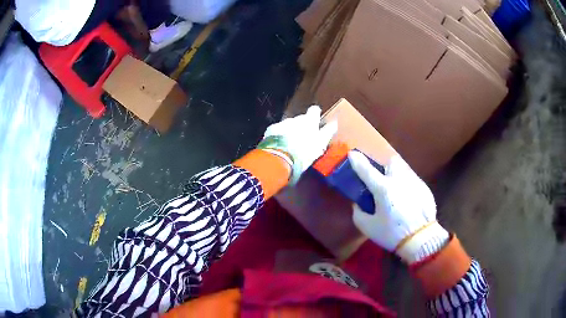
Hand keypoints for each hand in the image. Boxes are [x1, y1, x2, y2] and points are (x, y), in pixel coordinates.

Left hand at [259, 106, 336, 183]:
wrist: (280, 158)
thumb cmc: (304, 152)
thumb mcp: (320, 144)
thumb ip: (327, 132)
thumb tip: (334, 123)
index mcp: (309, 121)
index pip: (314, 110)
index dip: (315, 114)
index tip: (316, 120)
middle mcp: (295, 118)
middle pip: (300, 119)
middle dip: (301, 127)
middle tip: (303, 140)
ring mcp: (282, 123)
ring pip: (288, 125)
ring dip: (290, 132)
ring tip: (291, 147)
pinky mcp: (271, 130)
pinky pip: (277, 131)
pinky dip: (279, 136)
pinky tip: (280, 147)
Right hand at [348, 150, 448, 263]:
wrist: (421, 239)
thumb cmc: (392, 234)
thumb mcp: (368, 227)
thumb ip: (358, 213)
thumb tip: (358, 204)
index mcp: (383, 189)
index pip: (366, 170)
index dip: (357, 161)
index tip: (352, 154)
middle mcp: (399, 180)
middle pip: (391, 162)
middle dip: (385, 167)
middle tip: (382, 181)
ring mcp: (414, 182)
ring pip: (403, 171)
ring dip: (397, 177)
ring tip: (396, 193)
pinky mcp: (424, 188)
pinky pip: (413, 181)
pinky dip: (407, 187)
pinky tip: (408, 202)